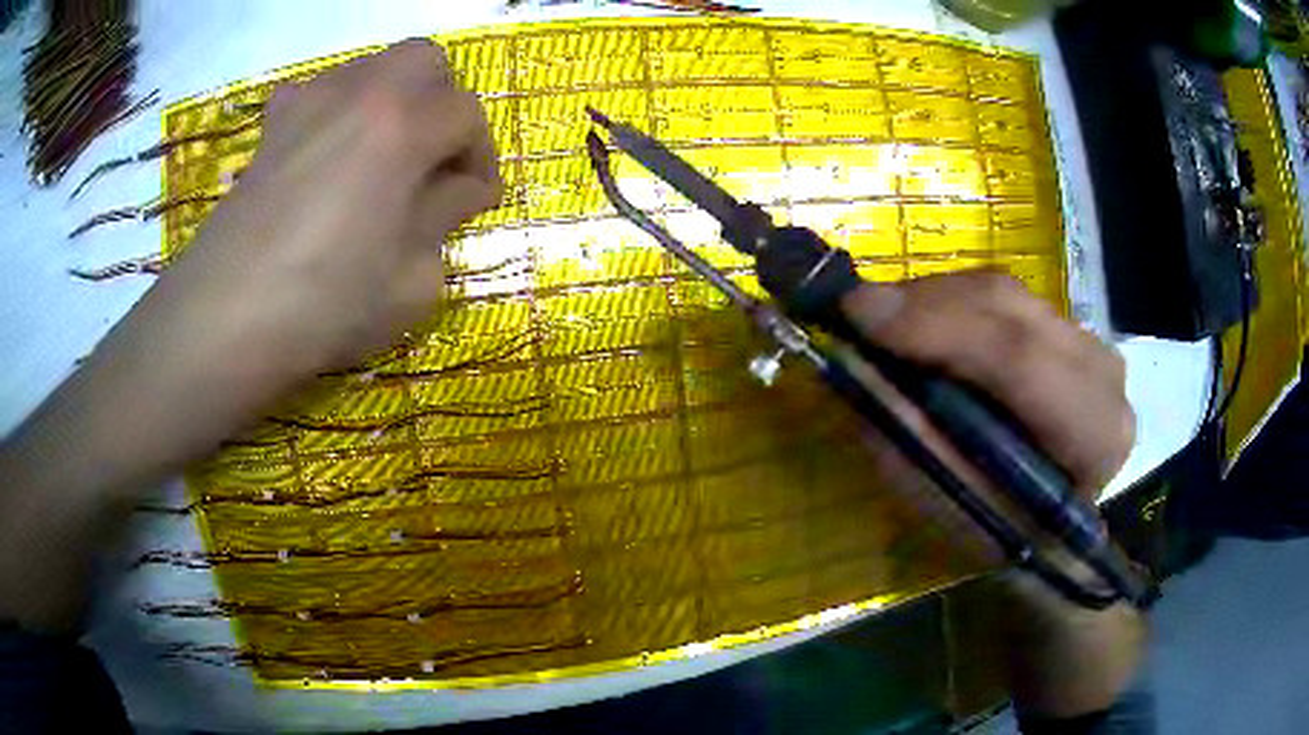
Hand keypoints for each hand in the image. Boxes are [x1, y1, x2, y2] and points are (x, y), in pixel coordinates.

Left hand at [0, 39, 500, 630]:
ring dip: (394, 101)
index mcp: (403, 124)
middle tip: (434, 158)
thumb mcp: (414, 279)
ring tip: (383, 158)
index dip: (482, 158)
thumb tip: (459, 190)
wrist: (224, 318)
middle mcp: (360, 92)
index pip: (467, 117)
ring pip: (372, 68)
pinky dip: (338, 109)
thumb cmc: (325, 305)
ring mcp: (308, 102)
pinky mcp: (272, 127)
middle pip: (425, 61)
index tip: (477, 200)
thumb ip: (447, 219)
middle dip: (443, 102)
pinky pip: (317, 91)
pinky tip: (329, 154)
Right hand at [839, 273, 1144, 717]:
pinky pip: (1003, 298)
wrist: (1060, 528)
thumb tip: (857, 367)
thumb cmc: (1007, 534)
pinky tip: (923, 324)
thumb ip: (915, 439)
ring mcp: (1089, 342)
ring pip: (1003, 291)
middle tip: (856, 313)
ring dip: (933, 299)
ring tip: (883, 321)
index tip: (859, 314)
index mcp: (1092, 434)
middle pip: (1009, 308)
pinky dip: (953, 304)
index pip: (1020, 359)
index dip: (939, 327)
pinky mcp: (1069, 328)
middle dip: (924, 303)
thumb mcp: (956, 508)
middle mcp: (1102, 374)